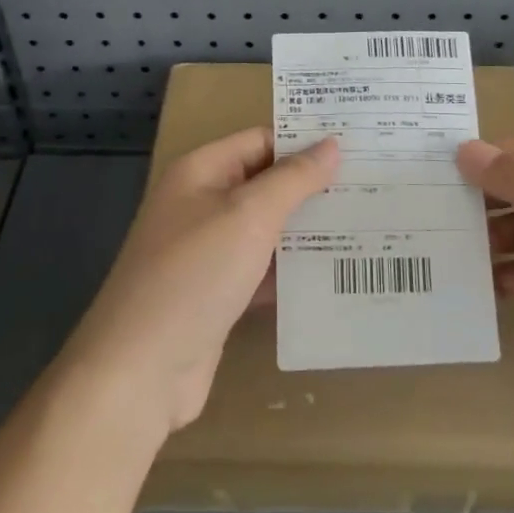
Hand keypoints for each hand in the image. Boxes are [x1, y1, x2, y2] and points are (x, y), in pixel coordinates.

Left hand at [64, 128, 338, 440]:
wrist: (140, 372)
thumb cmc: (194, 275)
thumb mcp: (248, 216)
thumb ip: (293, 179)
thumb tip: (331, 144)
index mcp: (201, 172)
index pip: (261, 141)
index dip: (304, 142)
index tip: (357, 147)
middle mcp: (201, 204)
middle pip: (265, 184)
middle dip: (313, 187)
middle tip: (373, 187)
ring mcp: (208, 252)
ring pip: (266, 229)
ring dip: (307, 230)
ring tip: (367, 225)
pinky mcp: (217, 294)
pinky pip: (262, 270)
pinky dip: (291, 270)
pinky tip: (334, 273)